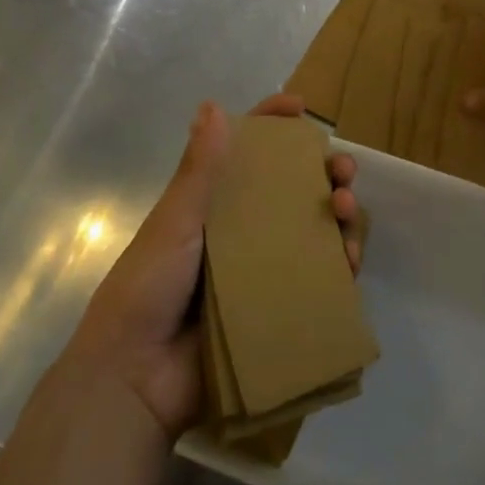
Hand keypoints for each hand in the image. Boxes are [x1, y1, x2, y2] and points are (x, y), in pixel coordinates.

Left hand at [67, 93, 362, 438]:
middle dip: (324, 172)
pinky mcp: (278, 307)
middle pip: (294, 189)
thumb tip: (213, 105)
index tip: (301, 109)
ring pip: (315, 230)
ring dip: (340, 214)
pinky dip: (340, 265)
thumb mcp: (174, 223)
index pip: (246, 153)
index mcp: (213, 205)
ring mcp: (263, 270)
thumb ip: (198, 171)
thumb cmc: (147, 289)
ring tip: (346, 210)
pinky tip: (349, 260)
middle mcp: (243, 231)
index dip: (273, 126)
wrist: (135, 378)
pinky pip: (319, 279)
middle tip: (342, 170)